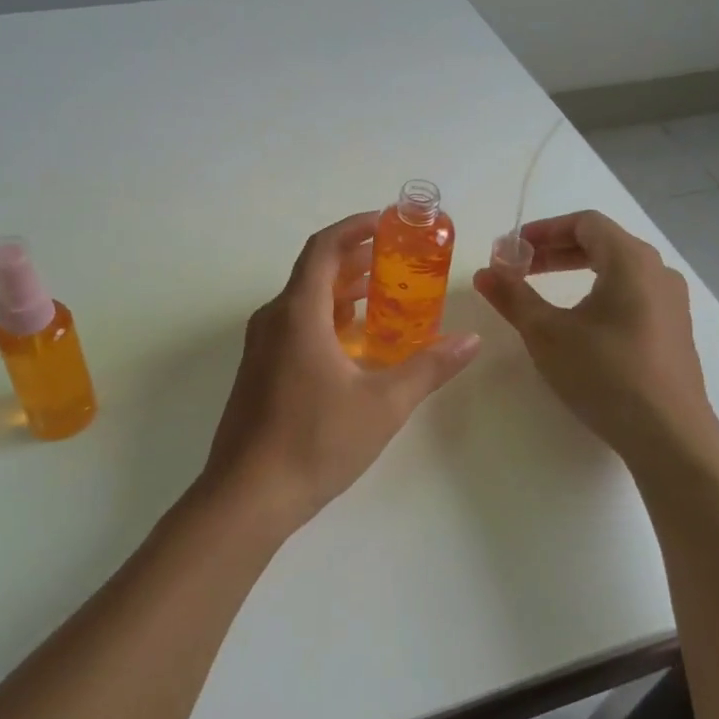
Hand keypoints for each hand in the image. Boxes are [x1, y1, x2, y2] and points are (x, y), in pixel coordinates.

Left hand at [202, 212, 481, 534]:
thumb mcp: (383, 404)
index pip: (324, 248)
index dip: (354, 228)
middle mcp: (274, 320)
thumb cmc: (315, 441)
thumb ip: (429, 367)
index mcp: (298, 313)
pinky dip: (328, 320)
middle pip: (315, 272)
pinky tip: (356, 345)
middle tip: (398, 259)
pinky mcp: (259, 372)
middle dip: (356, 260)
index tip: (386, 222)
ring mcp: (262, 347)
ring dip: (343, 292)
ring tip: (385, 296)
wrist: (247, 497)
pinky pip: (296, 327)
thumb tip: (471, 340)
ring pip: (305, 302)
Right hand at [472, 210, 718, 474]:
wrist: (669, 436)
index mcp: (631, 260)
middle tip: (519, 269)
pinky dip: (598, 293)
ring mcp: (671, 302)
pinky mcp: (674, 331)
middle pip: (602, 243)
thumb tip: (485, 272)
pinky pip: (632, 294)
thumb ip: (513, 296)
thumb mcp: (547, 333)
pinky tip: (579, 323)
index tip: (512, 249)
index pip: (585, 222)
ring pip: (618, 270)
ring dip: (576, 272)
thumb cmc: (605, 373)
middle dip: (555, 251)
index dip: (543, 230)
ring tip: (542, 294)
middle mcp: (657, 271)